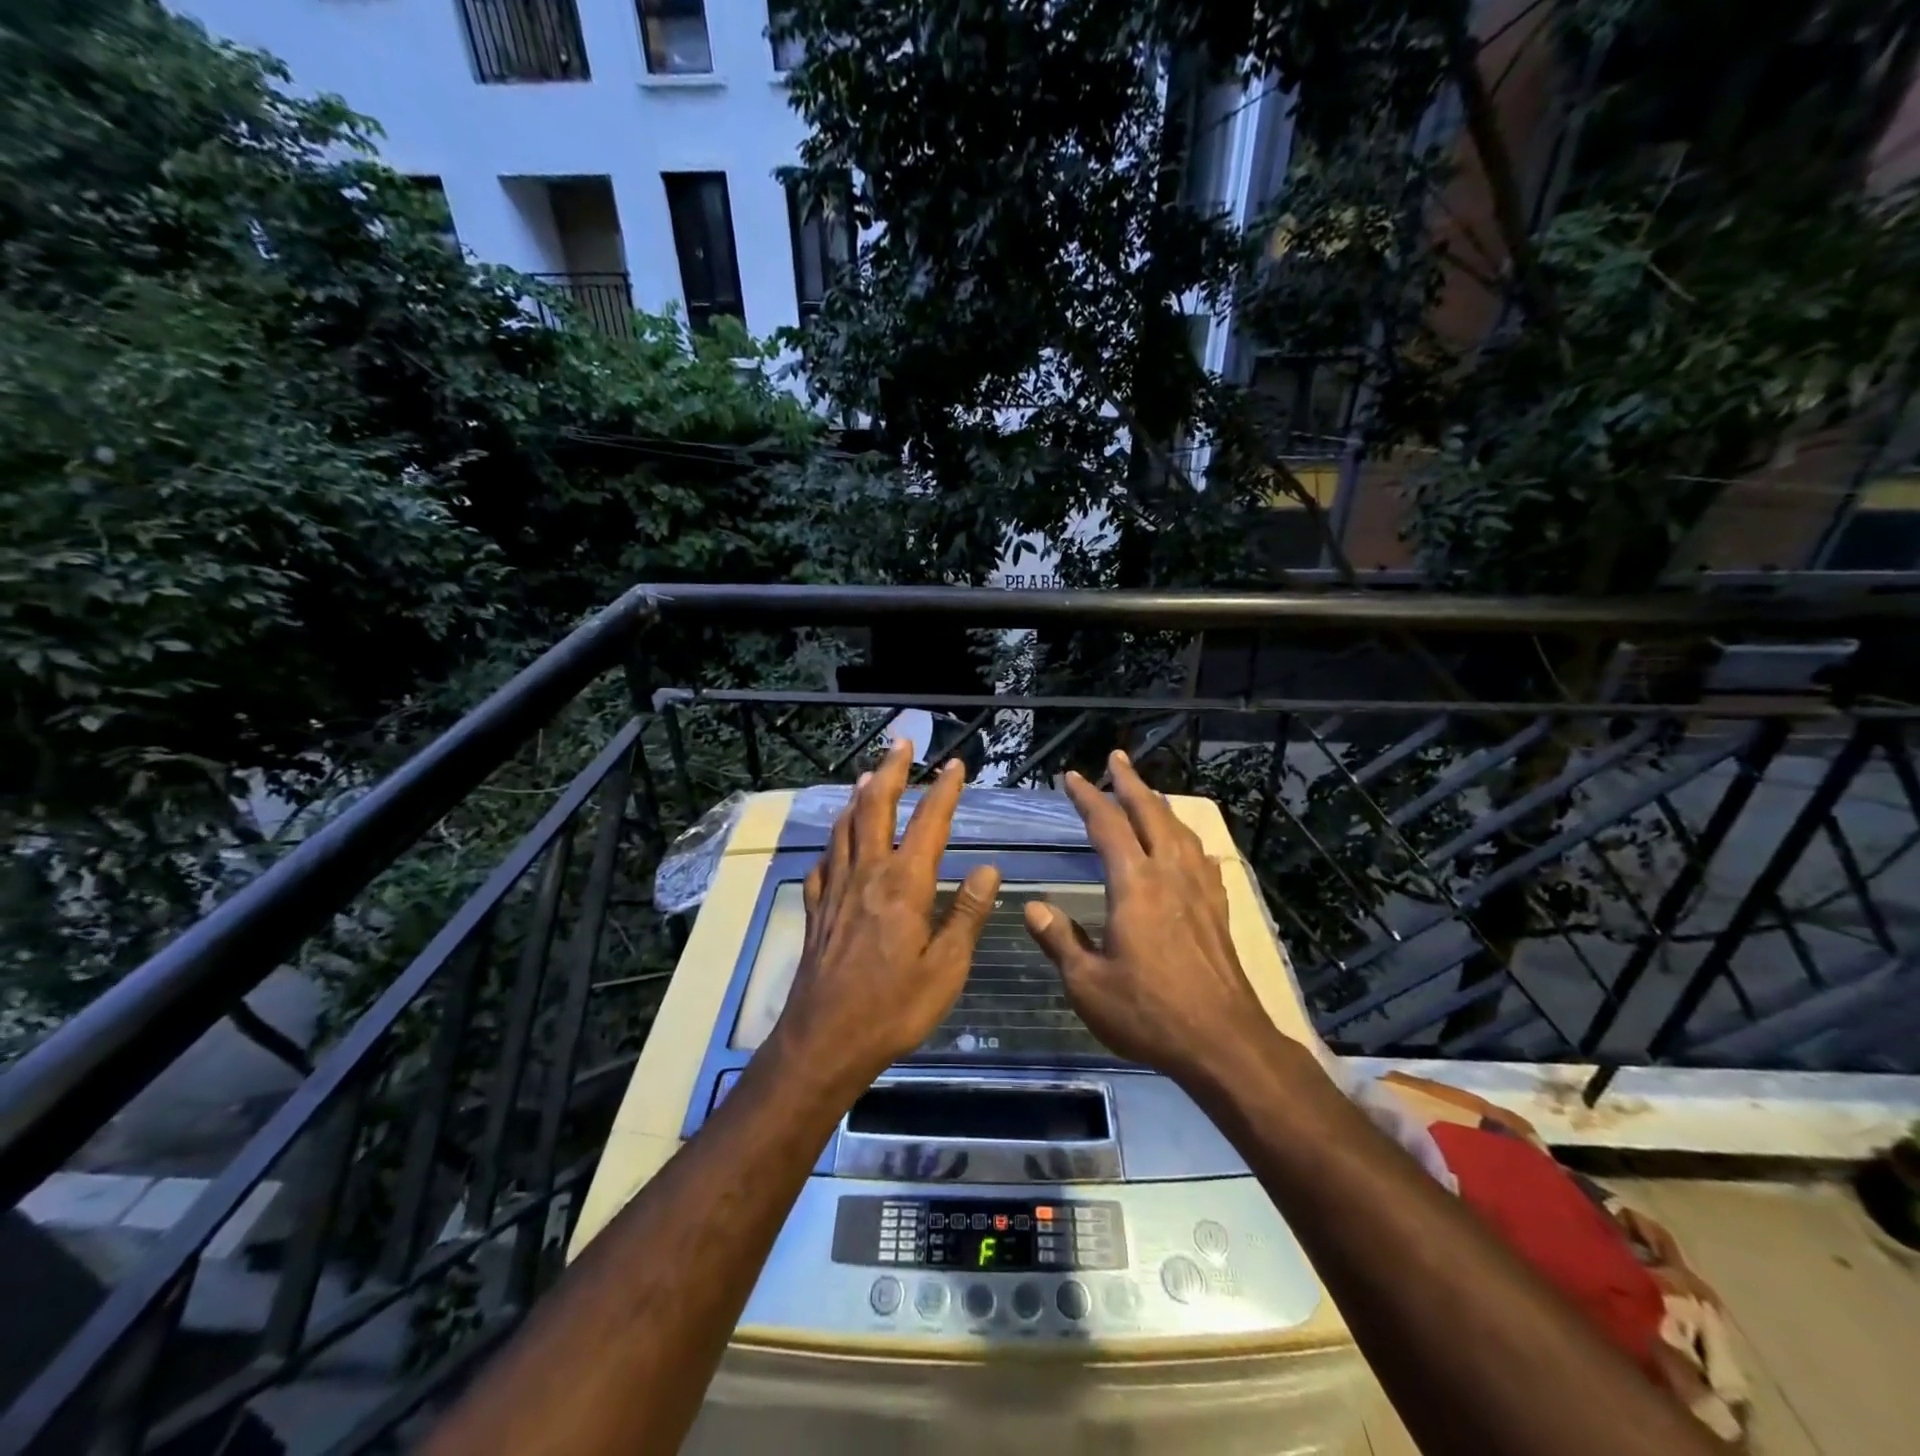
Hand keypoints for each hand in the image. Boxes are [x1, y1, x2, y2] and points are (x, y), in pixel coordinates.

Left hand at [773, 742, 1001, 1090]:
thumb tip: (987, 867)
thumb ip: (966, 913)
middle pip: (876, 809)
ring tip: (868, 777)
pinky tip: (834, 843)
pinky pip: (822, 862)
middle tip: (901, 743)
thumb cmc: (894, 1008)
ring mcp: (836, 890)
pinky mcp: (815, 910)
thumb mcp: (946, 968)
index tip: (956, 764)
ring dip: (858, 797)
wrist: (825, 1040)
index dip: (944, 790)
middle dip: (891, 771)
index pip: (929, 823)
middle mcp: (867, 874)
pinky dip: (832, 842)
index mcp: (904, 884)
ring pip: (845, 828)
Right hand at [1024, 750, 1273, 1085]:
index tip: (1072, 776)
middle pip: (1150, 814)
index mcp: (1134, 885)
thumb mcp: (1088, 984)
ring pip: (1180, 831)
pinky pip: (1201, 859)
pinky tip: (1188, 847)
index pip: (1108, 826)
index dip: (1088, 797)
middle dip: (1130, 783)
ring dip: (1160, 805)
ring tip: (1148, 793)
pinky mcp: (1217, 911)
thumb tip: (1033, 908)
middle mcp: (1169, 876)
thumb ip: (1060, 941)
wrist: (1223, 1042)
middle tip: (1117, 758)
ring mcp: (1199, 891)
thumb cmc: (1148, 1013)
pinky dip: (1187, 839)